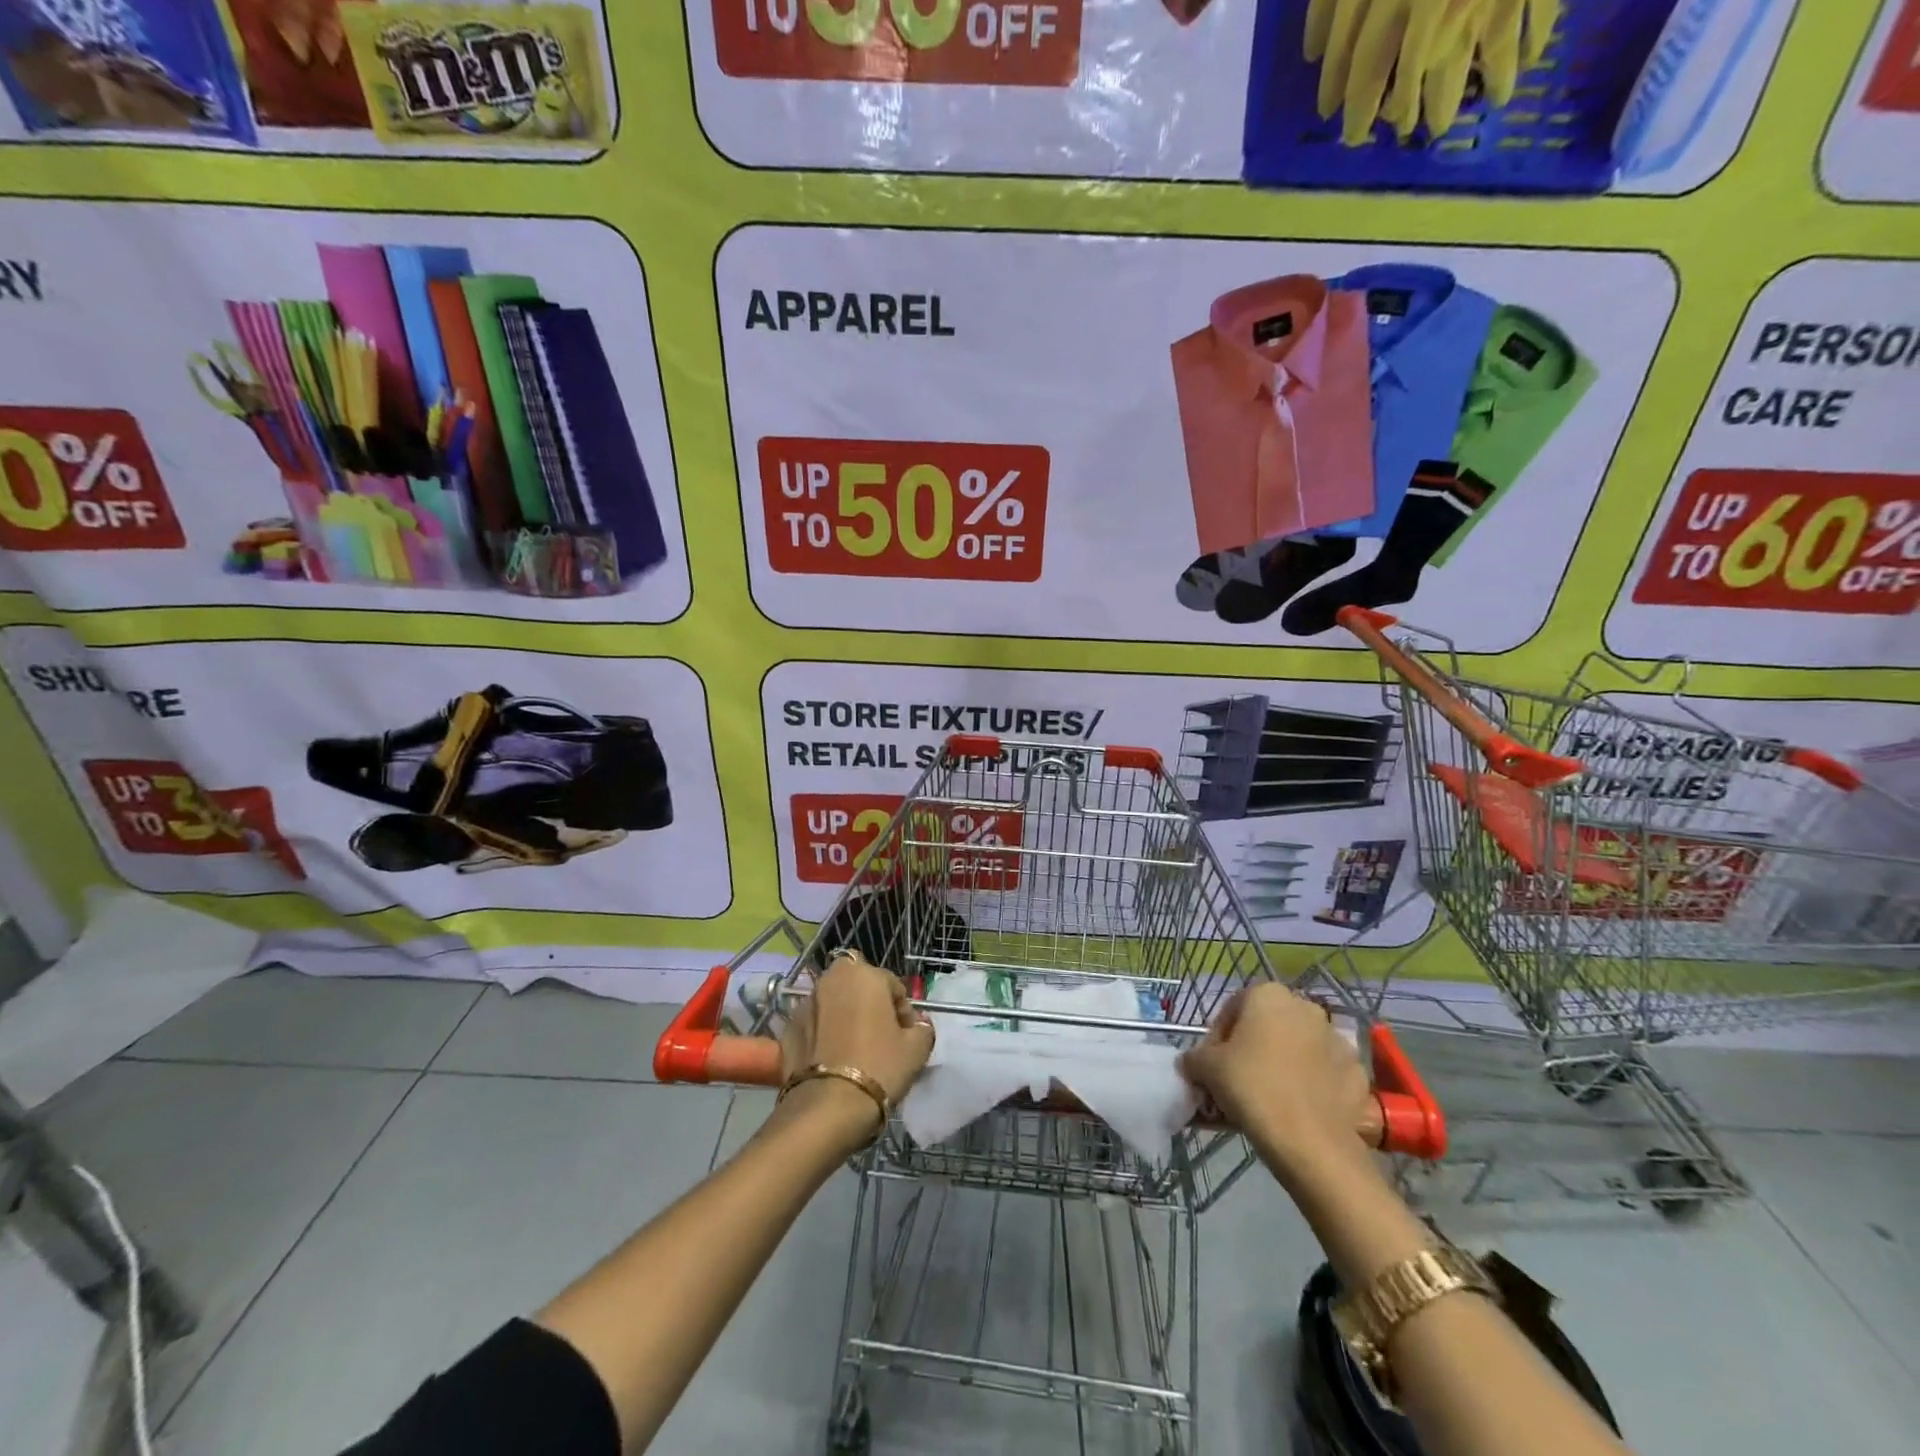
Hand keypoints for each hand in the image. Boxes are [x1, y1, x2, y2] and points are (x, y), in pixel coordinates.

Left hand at [779, 948, 935, 1107]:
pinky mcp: (787, 1029)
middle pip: (858, 987)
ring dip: (844, 1017)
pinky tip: (832, 1061)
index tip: (906, 1037)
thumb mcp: (917, 1049)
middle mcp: (831, 979)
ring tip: (854, 1051)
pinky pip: (814, 1025)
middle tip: (880, 1037)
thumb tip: (917, 1025)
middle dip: (869, 1004)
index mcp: (863, 974)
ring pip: (834, 1004)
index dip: (903, 1012)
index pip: (893, 986)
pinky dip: (823, 1035)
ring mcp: (805, 1003)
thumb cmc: (879, 1067)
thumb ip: (922, 1028)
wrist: (828, 1108)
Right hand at [1177, 982, 1374, 1174]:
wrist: (1311, 1143)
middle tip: (1239, 1080)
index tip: (1213, 1065)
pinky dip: (1313, 1086)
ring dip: (1284, 1065)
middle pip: (1268, 1026)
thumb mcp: (1206, 1068)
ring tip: (1269, 1098)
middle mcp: (1306, 1007)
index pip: (1233, 1009)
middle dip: (1253, 1048)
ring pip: (1299, 1049)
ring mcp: (1337, 1040)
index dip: (1218, 1037)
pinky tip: (1299, 1110)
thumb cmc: (1252, 1087)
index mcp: (1269, 995)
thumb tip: (1191, 1063)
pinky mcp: (1358, 1074)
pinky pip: (1326, 1075)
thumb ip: (1194, 1057)